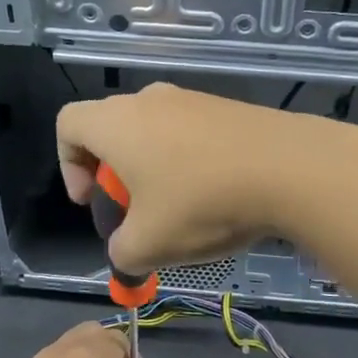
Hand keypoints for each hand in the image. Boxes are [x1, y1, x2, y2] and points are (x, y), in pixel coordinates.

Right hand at [56, 83, 357, 275]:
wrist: (290, 168)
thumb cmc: (202, 202)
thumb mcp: (149, 244)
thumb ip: (122, 254)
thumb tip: (124, 258)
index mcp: (116, 122)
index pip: (67, 124)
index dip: (68, 165)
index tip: (93, 201)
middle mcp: (150, 100)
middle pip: (112, 130)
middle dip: (114, 176)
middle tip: (135, 213)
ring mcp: (193, 99)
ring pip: (154, 133)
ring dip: (155, 172)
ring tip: (180, 211)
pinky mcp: (228, 108)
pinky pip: (191, 134)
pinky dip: (189, 163)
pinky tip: (217, 197)